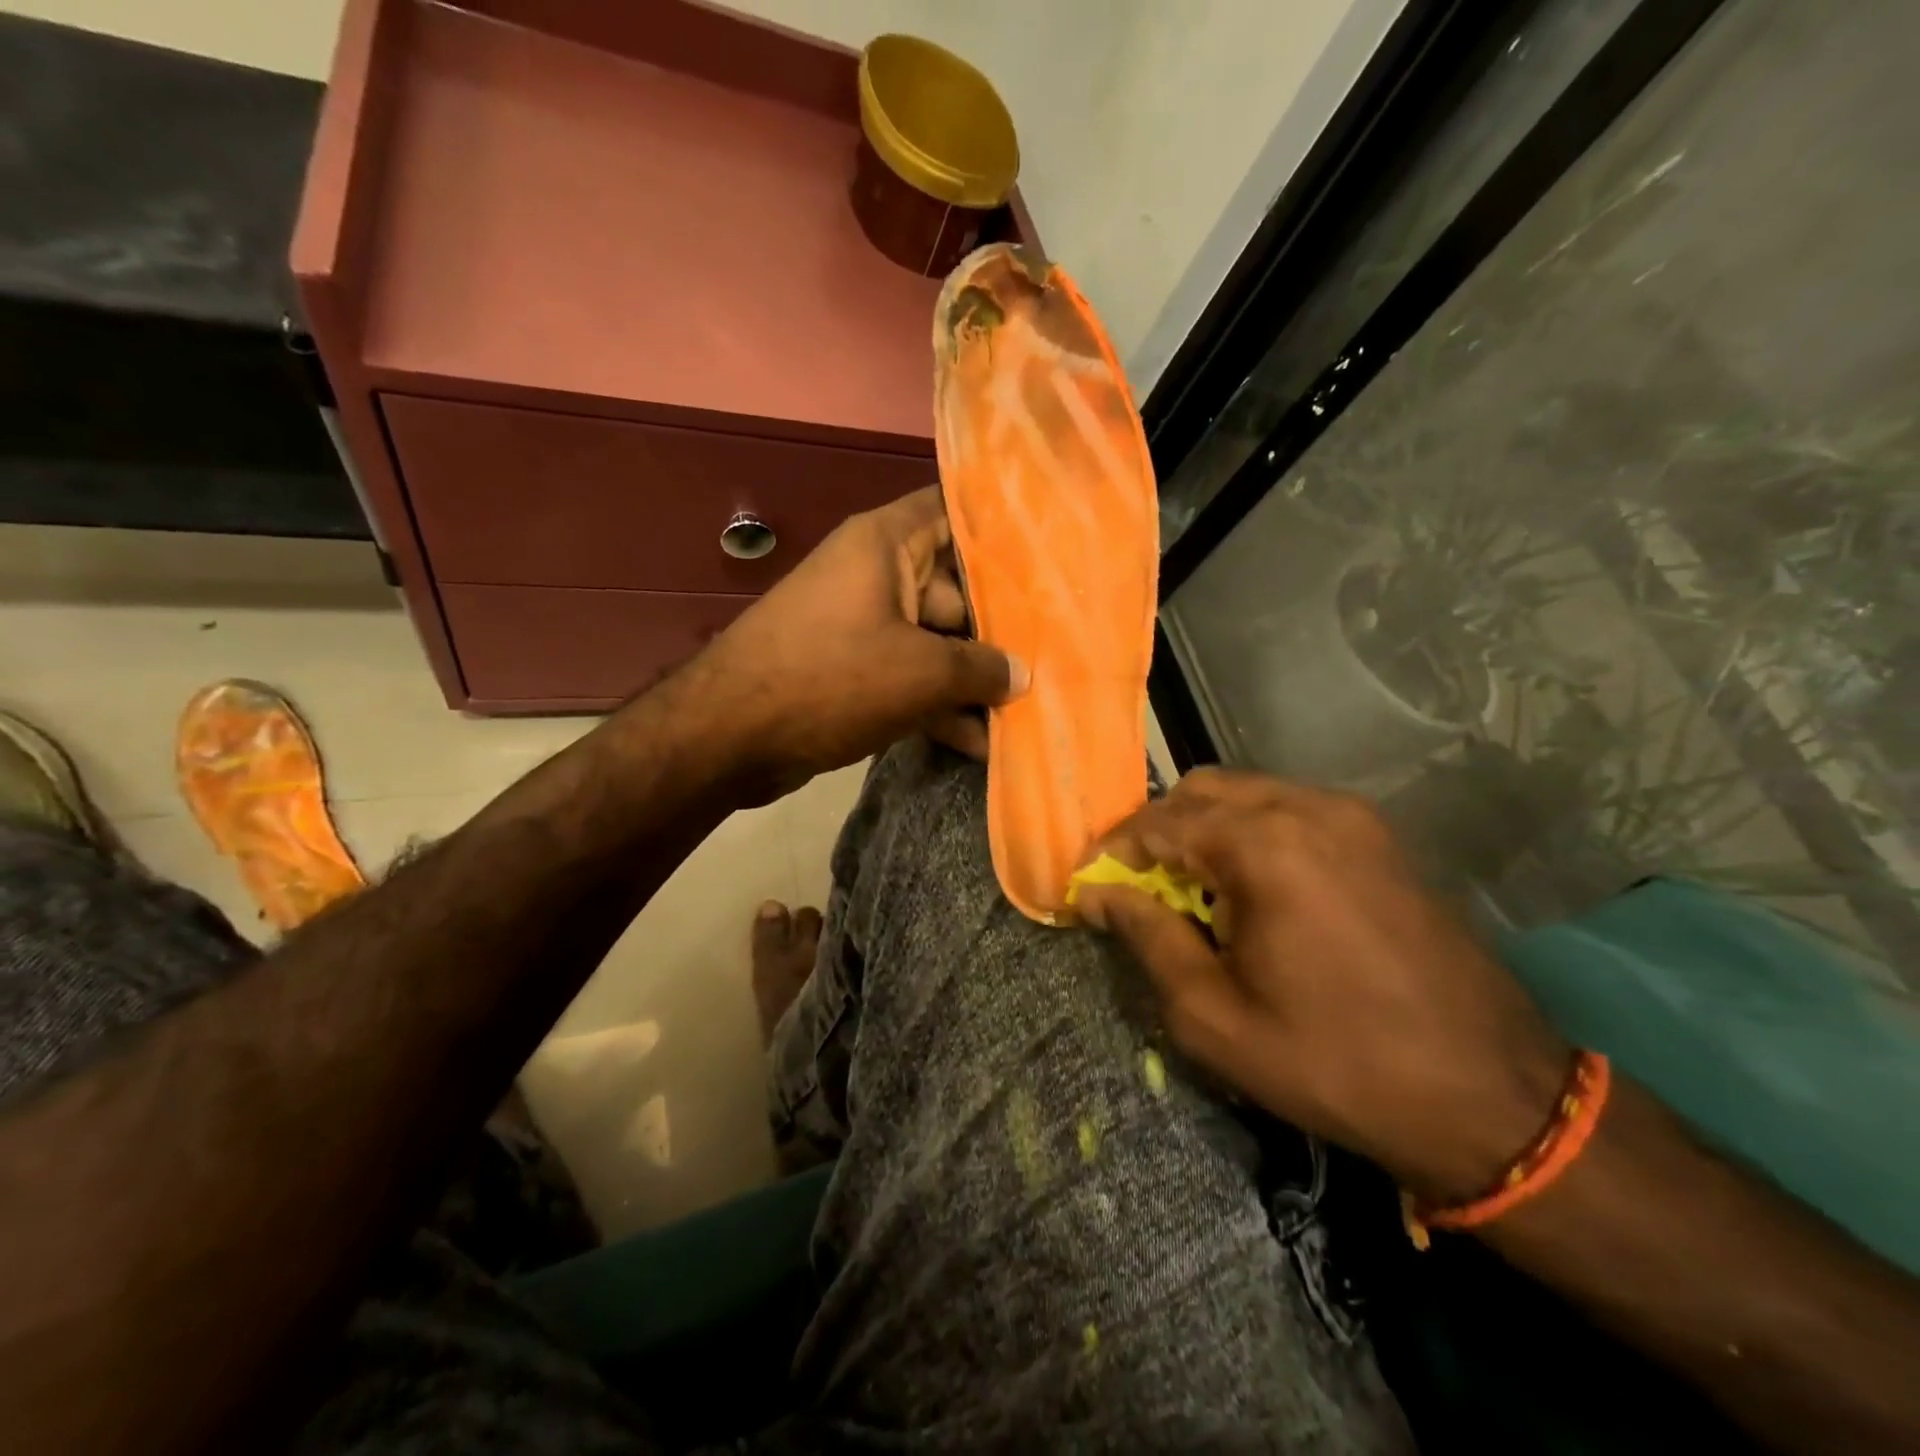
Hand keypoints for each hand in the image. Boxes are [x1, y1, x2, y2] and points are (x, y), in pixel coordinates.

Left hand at [686, 487, 1026, 799]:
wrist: (729, 736)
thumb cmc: (831, 679)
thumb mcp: (921, 673)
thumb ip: (981, 668)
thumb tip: (1021, 675)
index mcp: (887, 545)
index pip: (954, 513)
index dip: (1003, 531)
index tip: (1052, 555)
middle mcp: (875, 575)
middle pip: (956, 588)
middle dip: (1000, 628)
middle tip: (1055, 657)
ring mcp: (862, 626)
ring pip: (935, 642)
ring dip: (972, 680)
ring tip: (1025, 712)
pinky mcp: (851, 672)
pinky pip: (908, 677)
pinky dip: (937, 706)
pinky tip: (979, 744)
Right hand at [1074, 769, 1569, 1199]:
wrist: (1491, 1098)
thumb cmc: (1336, 1063)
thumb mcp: (1214, 1016)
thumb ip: (1147, 937)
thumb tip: (1099, 894)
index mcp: (1265, 845)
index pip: (1159, 823)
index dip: (1112, 852)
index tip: (1086, 888)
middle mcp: (1308, 808)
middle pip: (1201, 791)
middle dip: (1156, 833)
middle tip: (1136, 887)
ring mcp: (1352, 817)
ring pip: (1246, 795)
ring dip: (1203, 832)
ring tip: (1189, 892)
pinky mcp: (1379, 837)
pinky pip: (1290, 812)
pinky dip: (1249, 835)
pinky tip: (1249, 891)